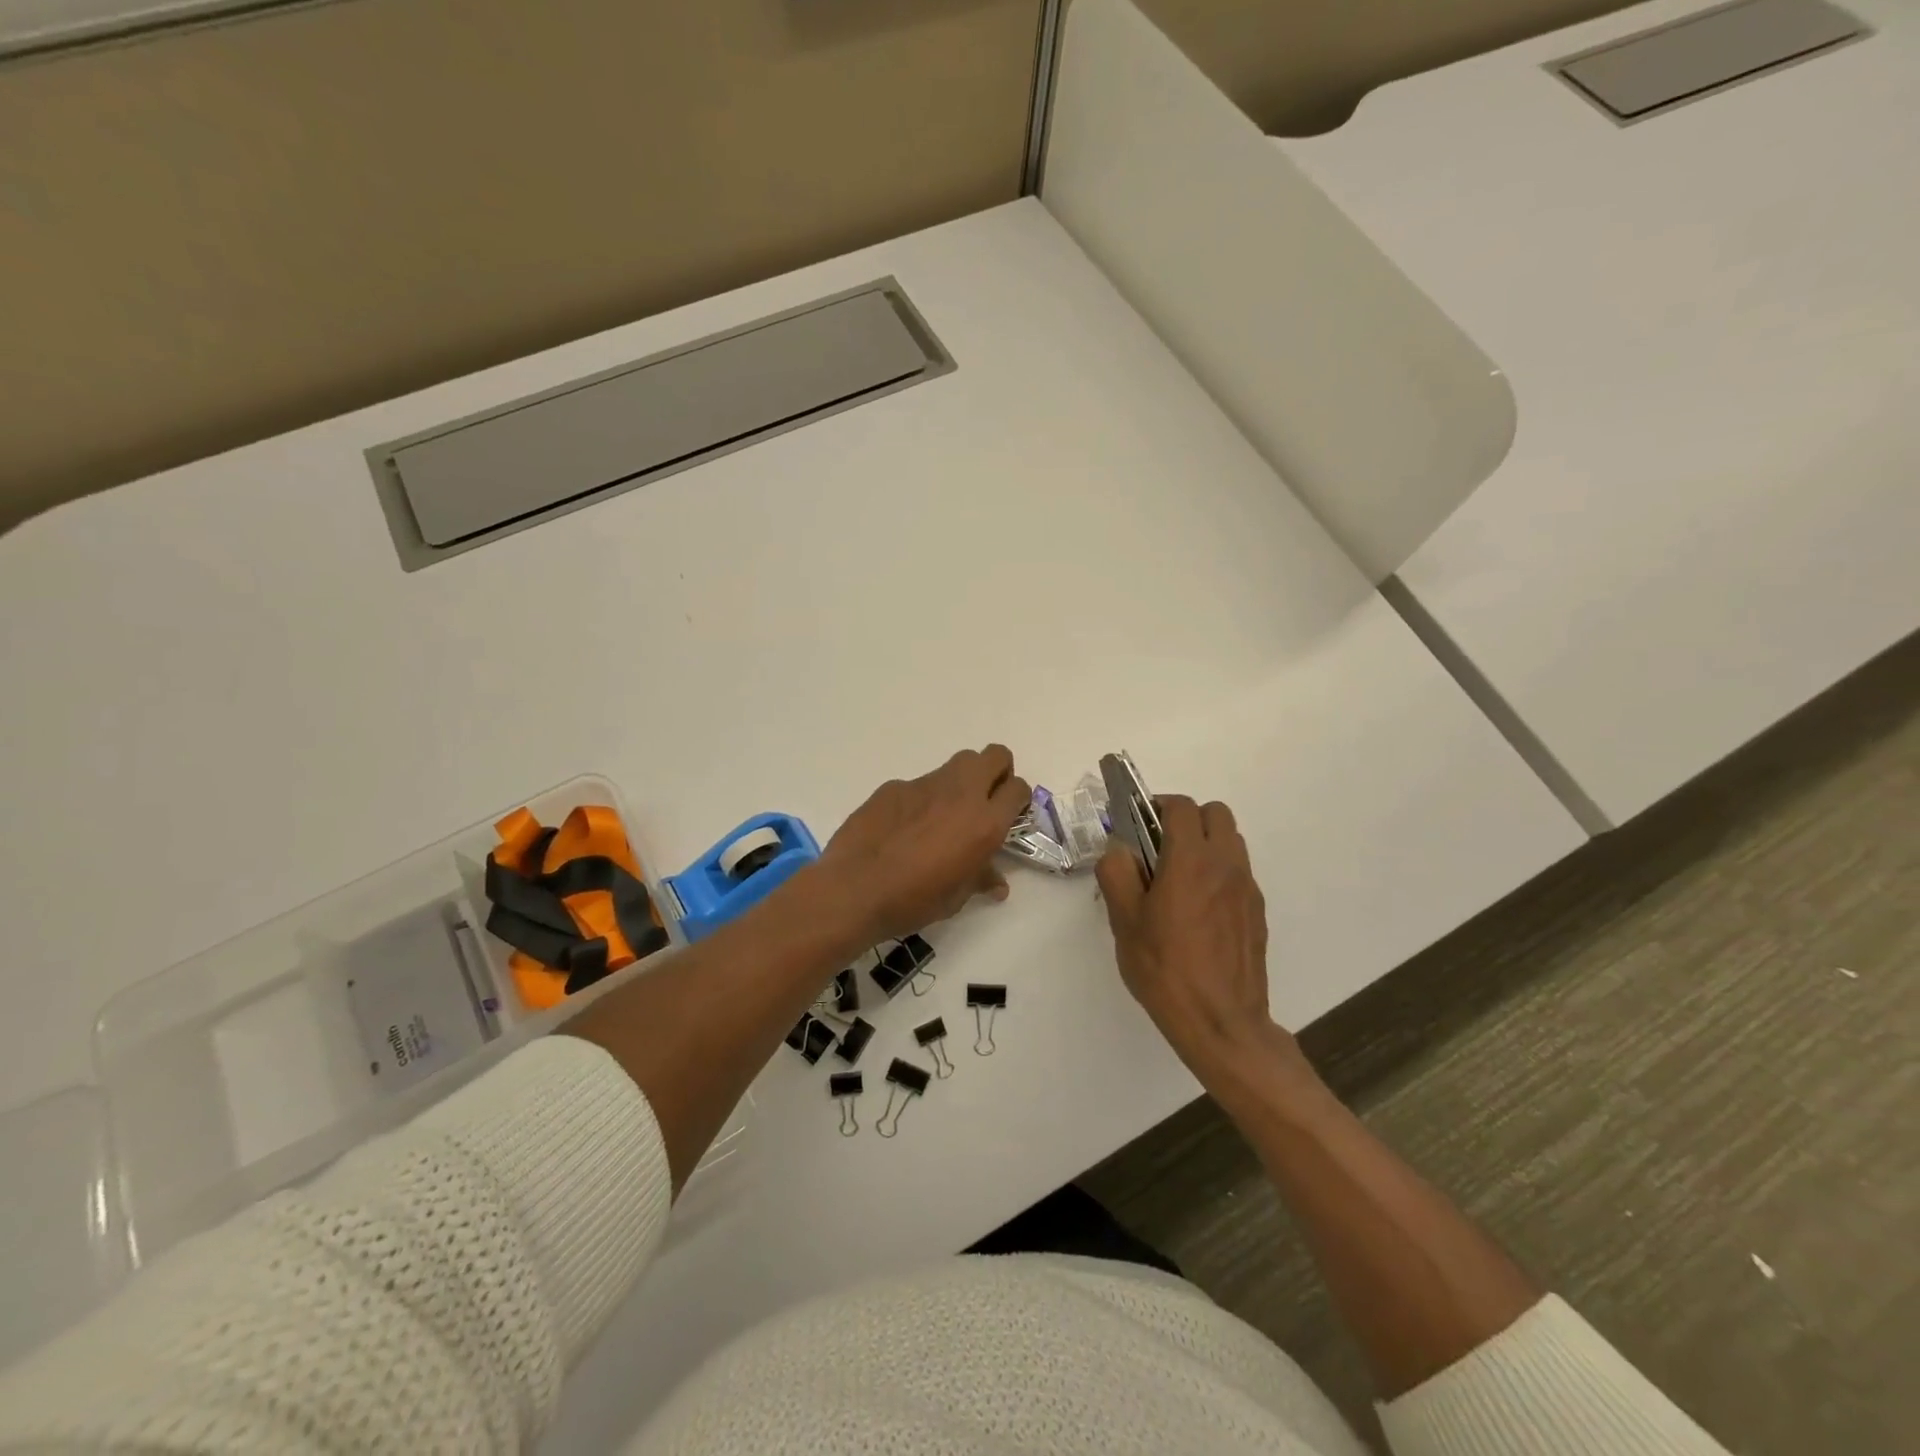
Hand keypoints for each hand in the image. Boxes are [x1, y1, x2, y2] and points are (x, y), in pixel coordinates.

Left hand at [819, 745, 1030, 944]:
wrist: (854, 889)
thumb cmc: (914, 900)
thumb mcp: (956, 897)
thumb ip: (980, 879)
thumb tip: (996, 883)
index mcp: (984, 823)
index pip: (1018, 788)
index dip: (1016, 799)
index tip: (1007, 816)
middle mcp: (960, 794)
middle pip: (994, 756)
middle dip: (996, 772)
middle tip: (984, 801)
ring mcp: (925, 785)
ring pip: (956, 764)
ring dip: (960, 783)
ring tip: (944, 816)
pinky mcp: (894, 786)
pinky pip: (918, 785)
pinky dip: (921, 800)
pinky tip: (903, 828)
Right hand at [1096, 795, 1313, 1092]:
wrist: (1222, 1022)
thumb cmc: (1166, 969)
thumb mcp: (1125, 921)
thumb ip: (1117, 873)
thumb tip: (1119, 849)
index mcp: (1191, 860)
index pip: (1181, 807)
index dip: (1157, 806)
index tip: (1138, 825)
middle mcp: (1226, 865)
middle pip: (1215, 814)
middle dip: (1186, 819)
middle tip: (1159, 848)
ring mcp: (1247, 888)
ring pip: (1231, 841)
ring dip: (1205, 843)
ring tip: (1178, 878)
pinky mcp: (1257, 912)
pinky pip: (1238, 872)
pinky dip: (1218, 872)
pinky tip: (1198, 910)